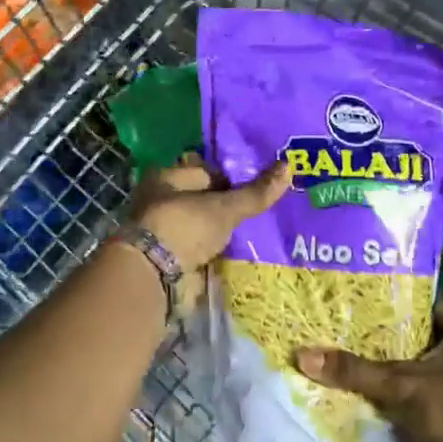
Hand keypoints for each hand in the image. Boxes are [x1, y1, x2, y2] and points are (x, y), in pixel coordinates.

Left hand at [125, 156, 290, 273]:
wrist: (153, 276)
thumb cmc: (184, 226)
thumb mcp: (225, 207)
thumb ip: (256, 192)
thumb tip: (289, 165)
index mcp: (168, 176)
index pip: (209, 171)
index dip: (235, 178)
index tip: (262, 187)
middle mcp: (163, 200)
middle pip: (206, 199)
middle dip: (231, 206)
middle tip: (265, 210)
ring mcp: (166, 231)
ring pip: (205, 226)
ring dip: (225, 231)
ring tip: (260, 232)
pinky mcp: (172, 257)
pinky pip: (202, 249)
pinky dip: (218, 251)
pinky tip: (241, 253)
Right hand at [296, 302, 442, 441]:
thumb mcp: (402, 386)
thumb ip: (355, 370)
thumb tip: (304, 356)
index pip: (426, 301)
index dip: (394, 302)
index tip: (360, 302)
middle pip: (422, 332)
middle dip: (388, 334)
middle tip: (349, 327)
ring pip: (423, 360)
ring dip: (395, 362)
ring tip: (353, 352)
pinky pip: (427, 384)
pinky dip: (404, 385)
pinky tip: (372, 384)